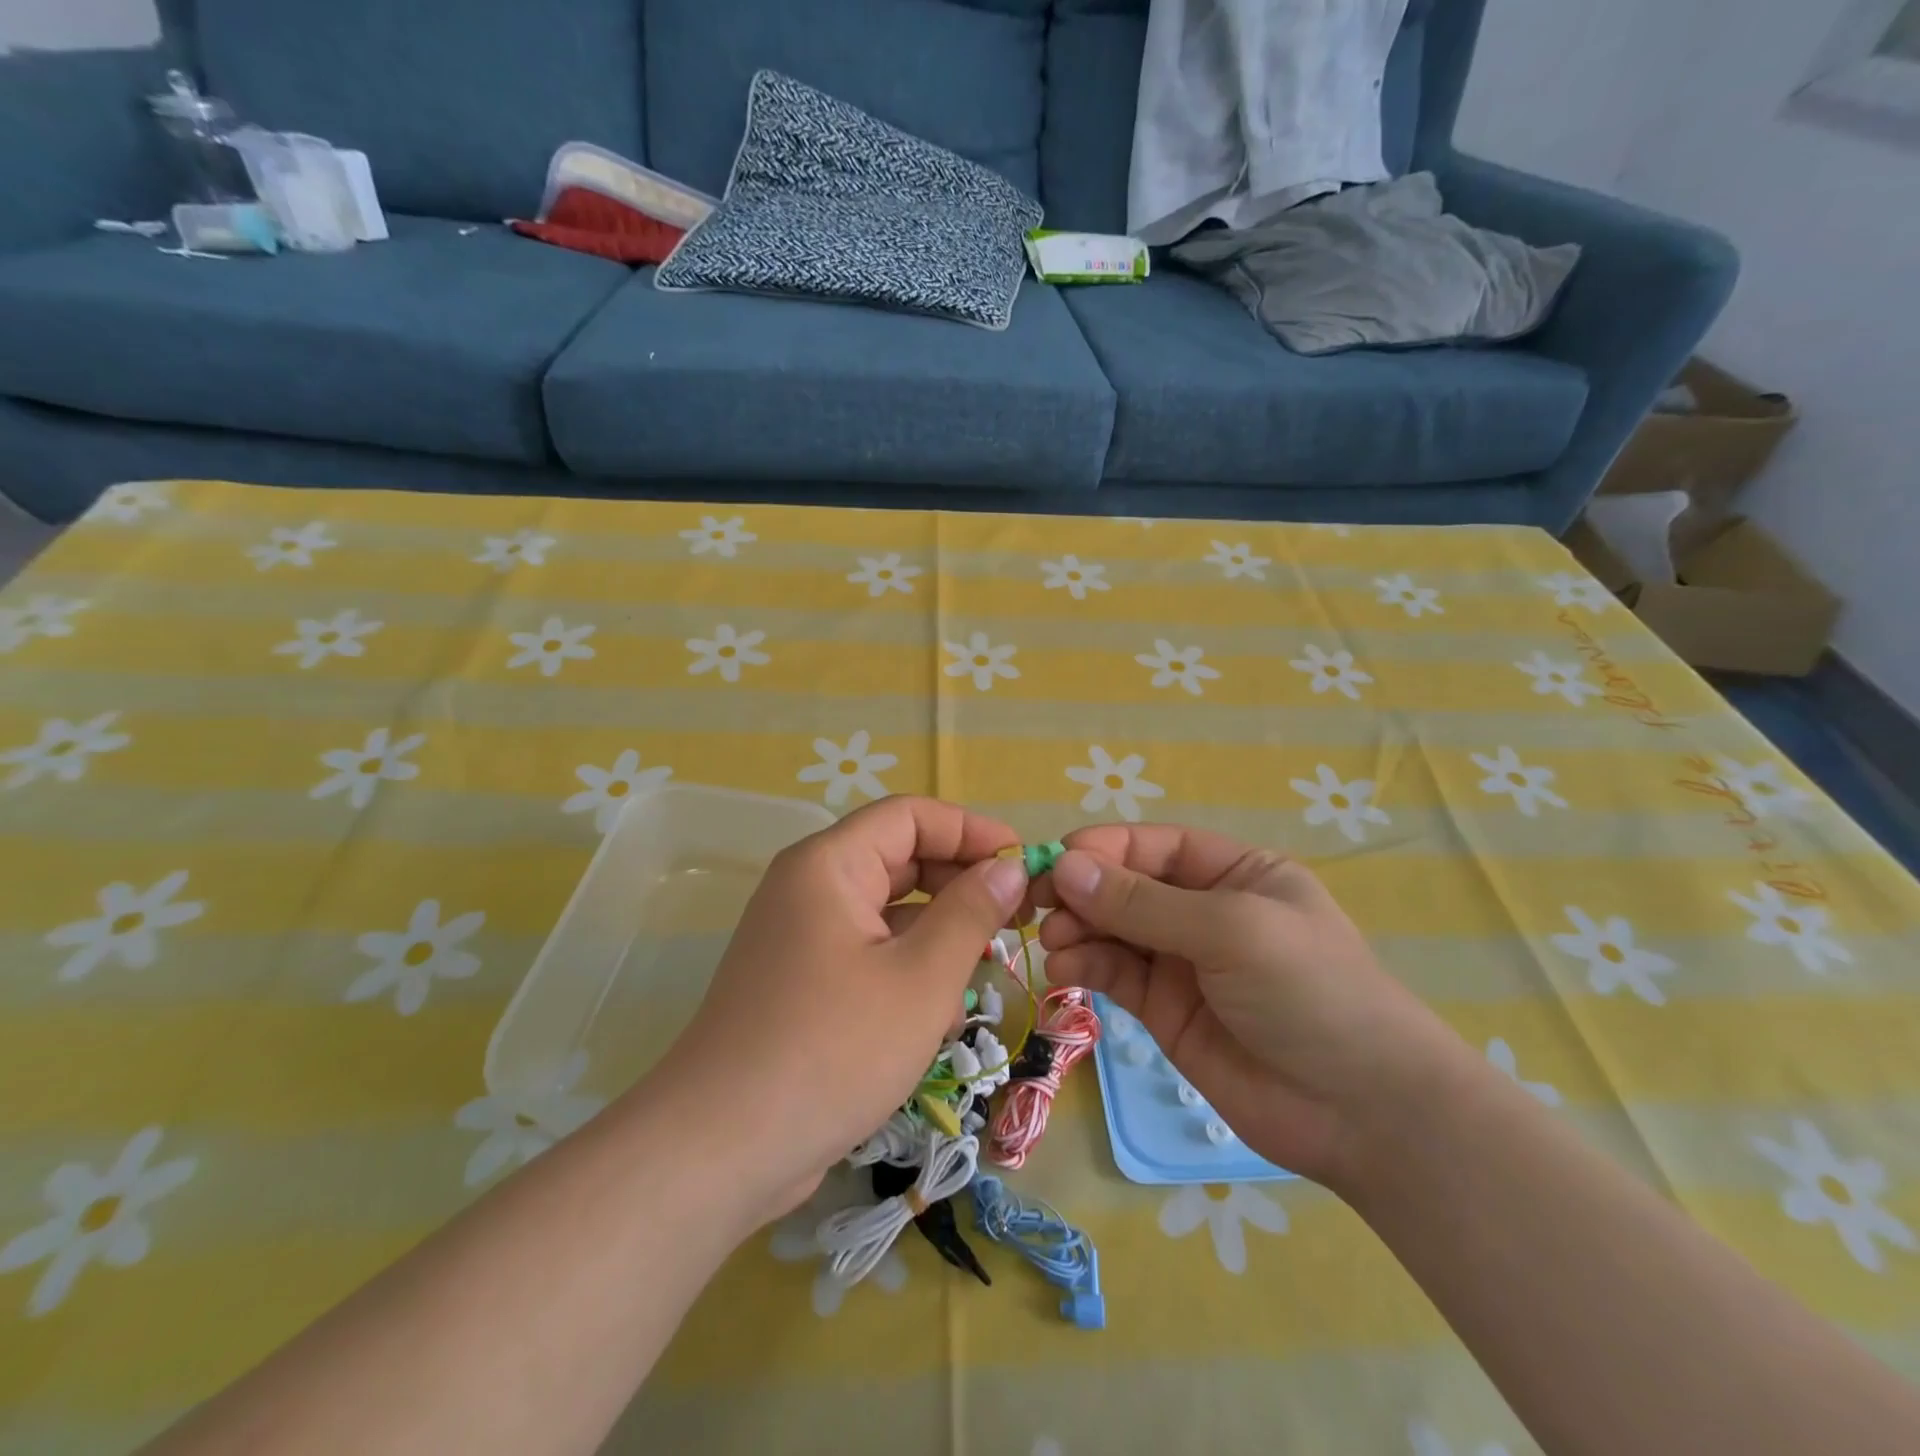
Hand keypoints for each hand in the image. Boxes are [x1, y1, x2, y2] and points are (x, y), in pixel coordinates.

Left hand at [642, 796, 1027, 1225]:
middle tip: (1015, 920)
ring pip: (887, 911)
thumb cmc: (832, 1050)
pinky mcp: (800, 982)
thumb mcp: (921, 980)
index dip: (971, 831)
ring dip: (937, 934)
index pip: (910, 815)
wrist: (720, 1150)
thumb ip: (971, 914)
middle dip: (959, 885)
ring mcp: (800, 936)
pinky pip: (867, 952)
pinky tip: (936, 1018)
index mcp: (829, 864)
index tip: (1023, 865)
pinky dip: (906, 969)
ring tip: (980, 973)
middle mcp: (809, 887)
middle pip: (898, 859)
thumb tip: (1008, 869)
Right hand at [1037, 825, 1467, 1189]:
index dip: (1103, 848)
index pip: (1154, 846)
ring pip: (1112, 929)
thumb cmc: (1310, 992)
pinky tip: (1065, 967)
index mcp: (1234, 872)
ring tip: (1054, 940)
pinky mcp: (1164, 1010)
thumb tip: (1065, 866)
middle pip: (1126, 886)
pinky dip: (1085, 965)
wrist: (1362, 1112)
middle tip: (1037, 903)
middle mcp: (1203, 910)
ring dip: (1077, 928)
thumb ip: (1143, 902)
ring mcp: (1182, 962)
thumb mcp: (1230, 929)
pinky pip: (1114, 974)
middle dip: (1082, 890)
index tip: (1055, 861)